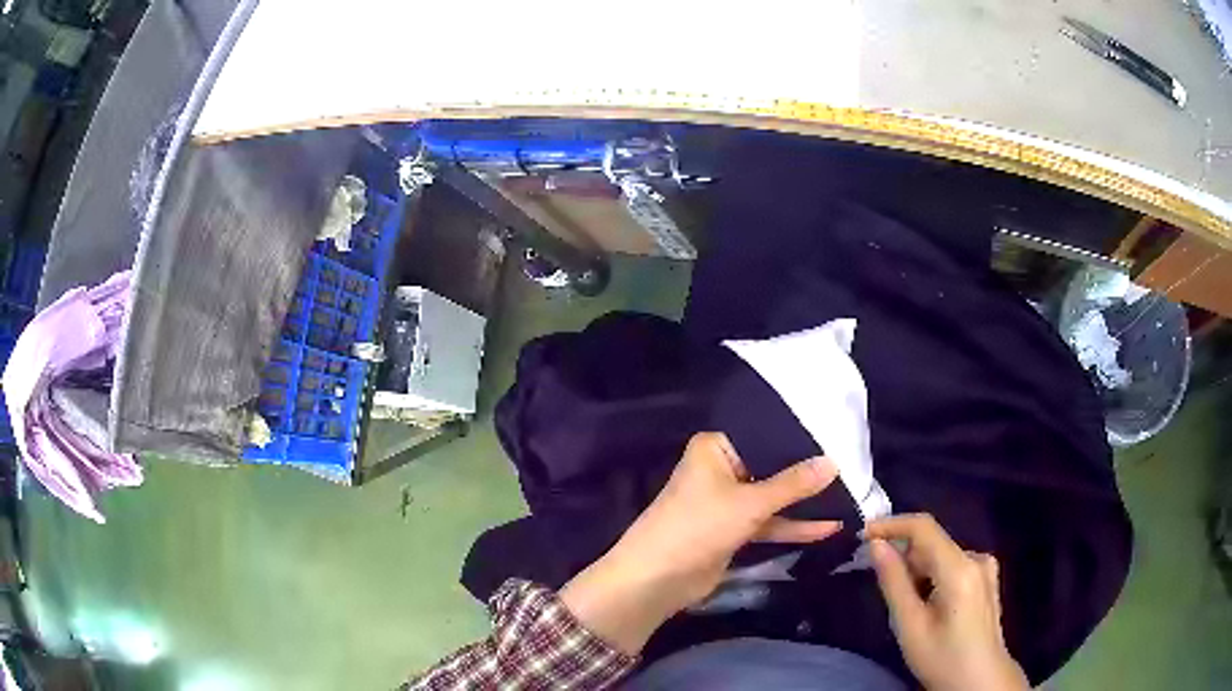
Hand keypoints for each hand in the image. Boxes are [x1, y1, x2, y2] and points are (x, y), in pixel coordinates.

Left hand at [561, 432, 841, 654]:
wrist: (657, 579)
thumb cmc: (699, 526)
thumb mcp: (750, 503)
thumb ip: (793, 484)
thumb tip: (833, 462)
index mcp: (715, 449)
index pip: (763, 435)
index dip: (798, 439)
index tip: (836, 436)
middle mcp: (721, 470)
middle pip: (771, 467)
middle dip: (806, 473)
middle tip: (850, 465)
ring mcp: (727, 503)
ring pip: (772, 498)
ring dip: (803, 503)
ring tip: (847, 497)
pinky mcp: (732, 531)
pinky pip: (768, 522)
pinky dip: (793, 526)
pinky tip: (828, 528)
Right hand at [864, 513, 1028, 690]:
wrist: (980, 681)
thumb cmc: (942, 658)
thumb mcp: (910, 626)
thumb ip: (894, 582)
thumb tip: (877, 545)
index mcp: (960, 568)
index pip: (924, 528)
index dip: (892, 525)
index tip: (863, 534)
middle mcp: (977, 558)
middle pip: (932, 544)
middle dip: (903, 558)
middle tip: (881, 588)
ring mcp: (985, 567)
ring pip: (941, 556)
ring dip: (917, 572)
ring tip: (907, 608)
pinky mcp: (986, 579)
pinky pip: (952, 566)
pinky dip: (932, 578)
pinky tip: (927, 607)